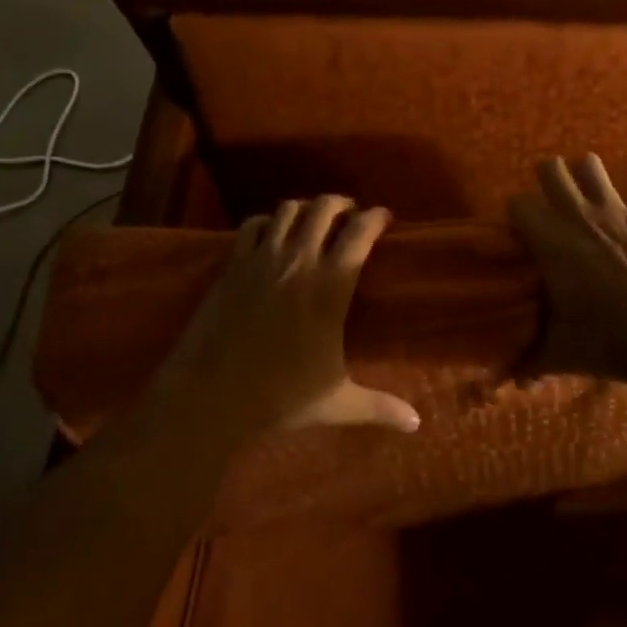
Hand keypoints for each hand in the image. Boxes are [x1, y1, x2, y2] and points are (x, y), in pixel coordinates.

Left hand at [155, 196, 419, 438]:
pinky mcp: (233, 265)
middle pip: (324, 208)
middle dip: (342, 203)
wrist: (209, 397)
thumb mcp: (337, 402)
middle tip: (350, 214)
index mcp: (331, 286)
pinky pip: (252, 225)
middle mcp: (299, 260)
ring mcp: (262, 259)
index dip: (376, 217)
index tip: (384, 217)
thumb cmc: (280, 397)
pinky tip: (271, 233)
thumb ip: (379, 406)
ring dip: (305, 209)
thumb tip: (416, 423)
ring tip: (313, 220)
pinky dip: (266, 222)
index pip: (360, 232)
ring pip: (288, 209)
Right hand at [508, 154, 626, 381]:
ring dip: (588, 173)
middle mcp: (578, 215)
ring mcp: (617, 209)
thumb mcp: (562, 354)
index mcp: (550, 243)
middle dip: (549, 179)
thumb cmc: (609, 342)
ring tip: (591, 188)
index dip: (519, 213)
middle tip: (555, 200)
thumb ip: (532, 362)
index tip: (524, 230)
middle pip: (550, 169)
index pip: (518, 204)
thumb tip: (513, 383)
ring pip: (590, 163)